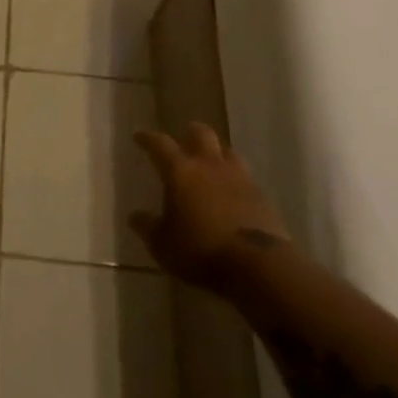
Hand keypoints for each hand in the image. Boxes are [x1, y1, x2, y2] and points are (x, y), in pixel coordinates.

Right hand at [130, 123, 289, 288]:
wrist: (256, 266)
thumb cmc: (200, 251)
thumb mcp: (163, 244)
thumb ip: (148, 227)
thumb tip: (134, 217)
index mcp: (181, 172)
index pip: (160, 144)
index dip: (148, 138)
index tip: (139, 136)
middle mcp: (210, 166)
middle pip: (202, 134)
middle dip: (192, 132)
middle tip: (185, 135)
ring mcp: (240, 178)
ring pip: (228, 152)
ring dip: (218, 153)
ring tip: (213, 161)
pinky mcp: (262, 196)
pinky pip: (247, 178)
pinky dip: (237, 180)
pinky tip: (234, 192)